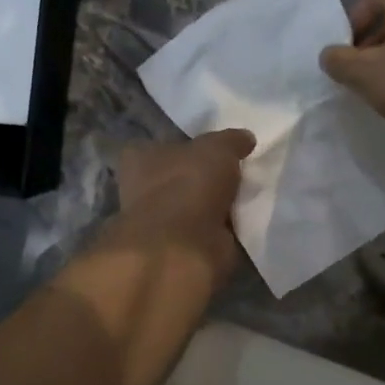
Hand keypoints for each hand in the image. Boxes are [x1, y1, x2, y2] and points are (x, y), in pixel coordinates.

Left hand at [107, 129, 255, 280]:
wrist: (184, 245)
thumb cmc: (189, 183)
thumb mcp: (218, 148)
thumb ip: (231, 140)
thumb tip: (245, 138)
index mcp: (139, 158)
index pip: (156, 146)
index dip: (183, 146)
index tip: (209, 150)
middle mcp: (142, 189)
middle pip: (176, 177)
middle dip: (201, 178)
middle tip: (235, 173)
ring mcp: (159, 222)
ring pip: (192, 206)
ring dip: (214, 204)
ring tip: (245, 196)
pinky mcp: (179, 247)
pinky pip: (206, 230)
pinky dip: (221, 228)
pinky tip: (243, 221)